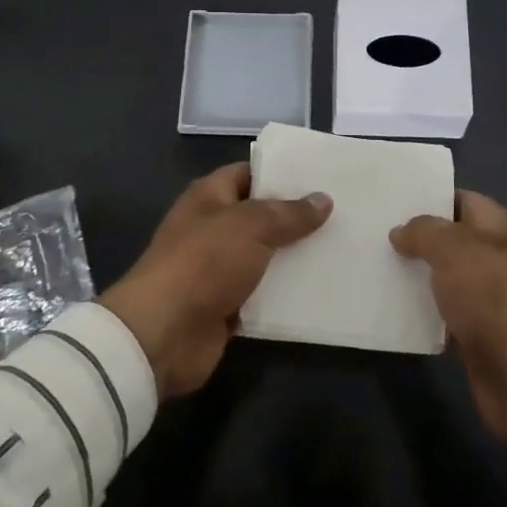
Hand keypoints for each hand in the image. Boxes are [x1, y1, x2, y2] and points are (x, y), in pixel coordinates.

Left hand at [101, 163, 331, 397]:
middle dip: (297, 218)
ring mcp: (219, 269)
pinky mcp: (227, 306)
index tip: (321, 177)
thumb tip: (323, 199)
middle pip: (261, 217)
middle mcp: (213, 228)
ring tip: (341, 249)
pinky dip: (287, 294)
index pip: (249, 173)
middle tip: (343, 214)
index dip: (281, 173)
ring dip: (296, 258)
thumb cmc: (204, 263)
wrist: (164, 333)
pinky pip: (264, 294)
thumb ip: (289, 213)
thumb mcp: (251, 226)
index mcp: (210, 197)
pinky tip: (322, 289)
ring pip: (266, 257)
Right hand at [392, 191, 506, 470]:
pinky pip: (440, 318)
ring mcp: (485, 299)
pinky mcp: (475, 336)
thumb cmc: (495, 298)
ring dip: (411, 278)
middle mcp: (494, 259)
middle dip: (413, 239)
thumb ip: (424, 232)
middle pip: (447, 241)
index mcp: (498, 228)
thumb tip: (401, 232)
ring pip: (440, 280)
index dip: (428, 197)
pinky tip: (386, 310)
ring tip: (370, 268)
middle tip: (370, 234)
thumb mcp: (455, 250)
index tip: (389, 200)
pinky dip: (418, 316)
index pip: (460, 199)